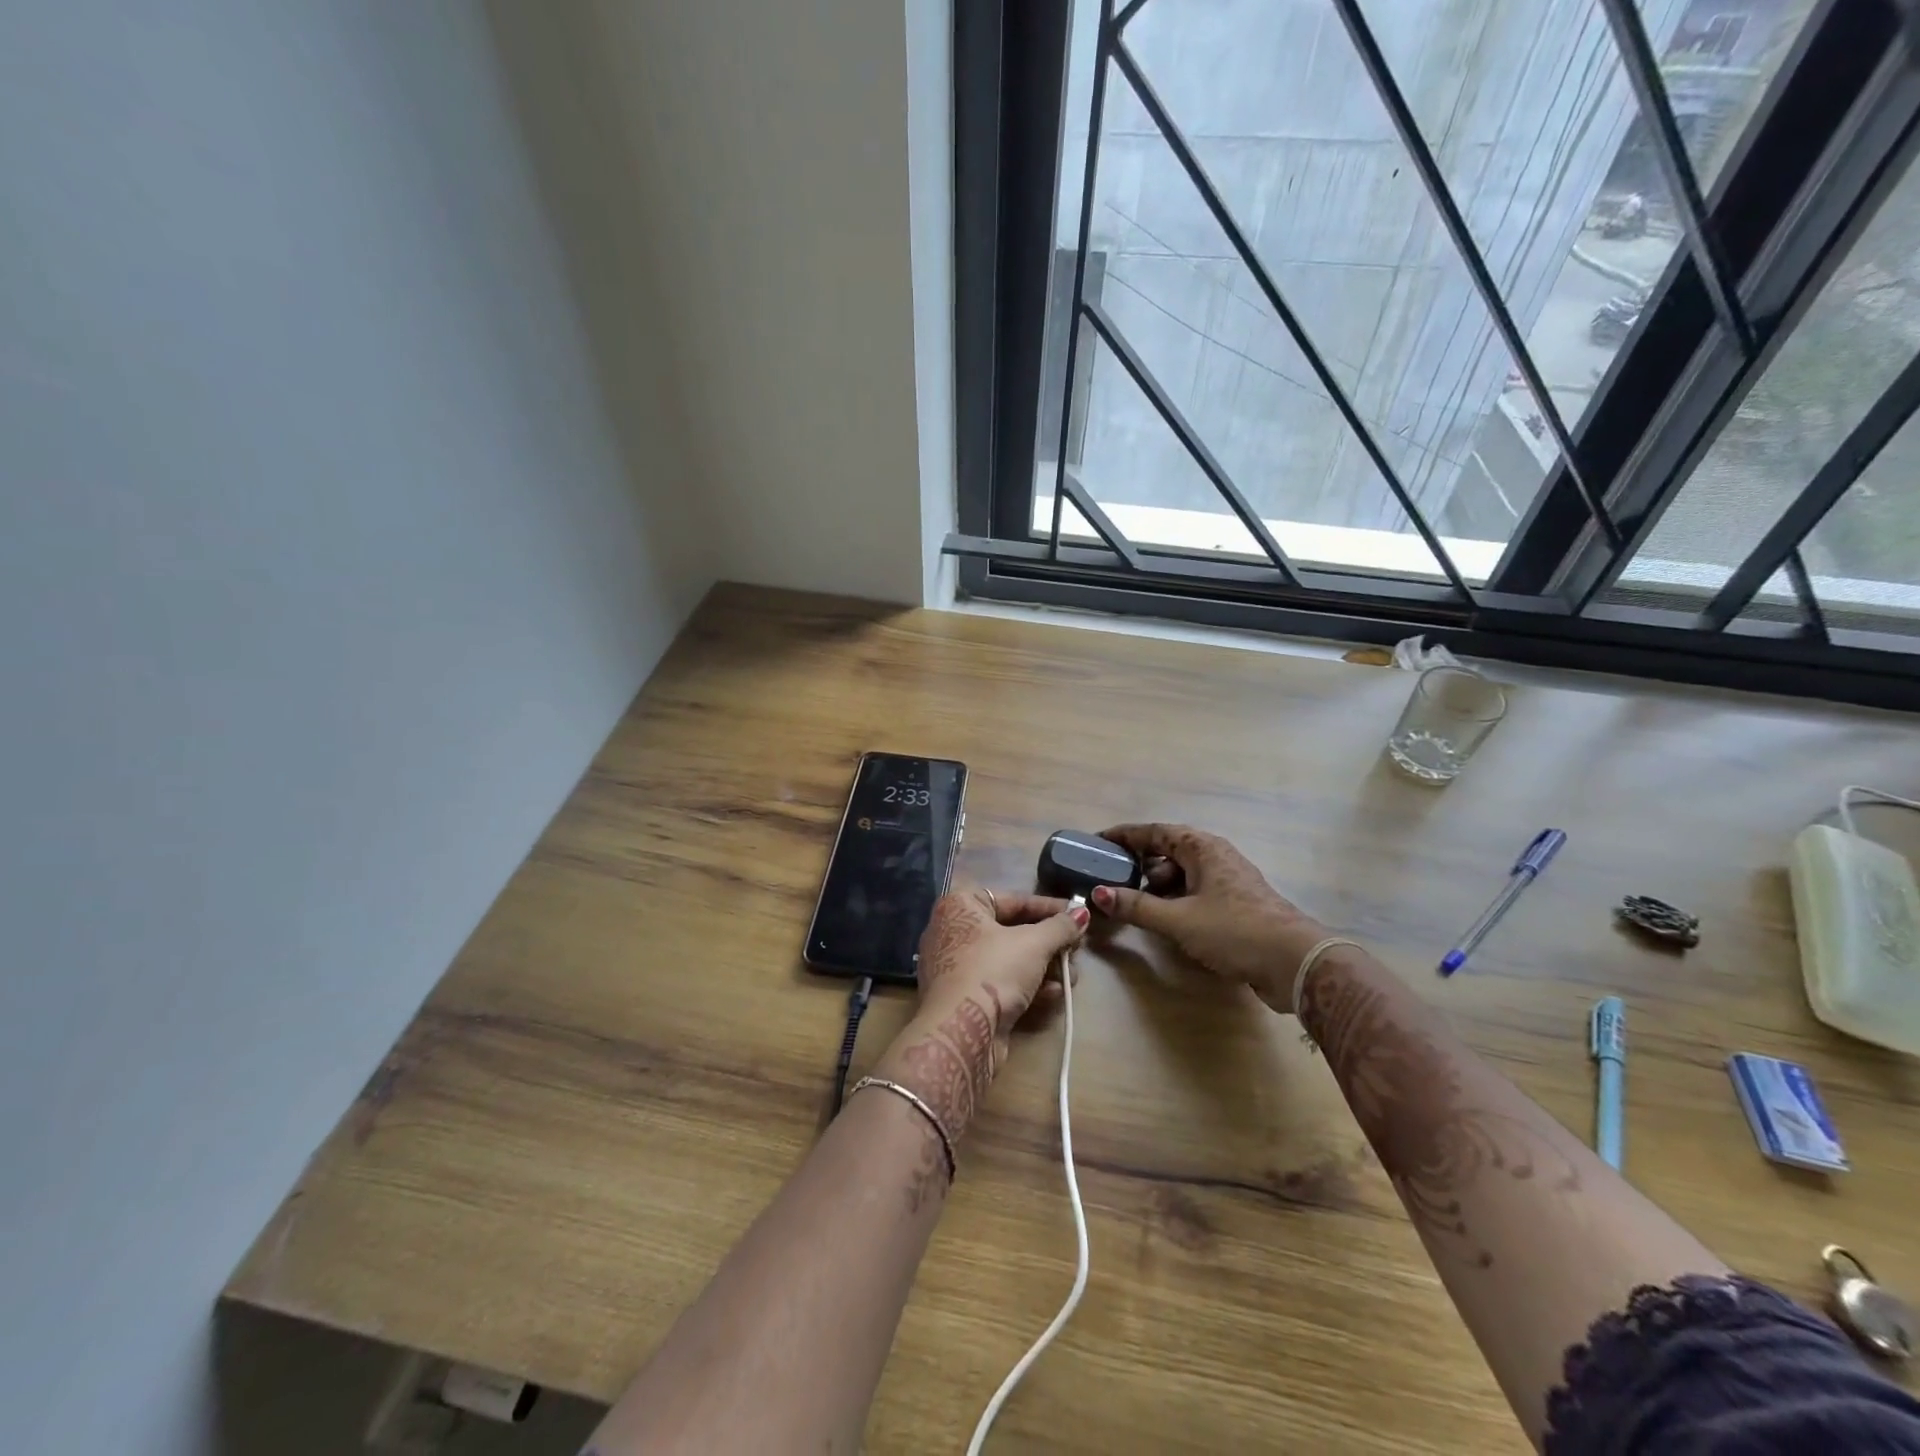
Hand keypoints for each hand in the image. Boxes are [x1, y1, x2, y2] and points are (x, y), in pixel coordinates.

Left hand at [872, 889, 1087, 1139]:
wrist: (961, 1031)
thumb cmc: (994, 971)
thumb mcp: (1034, 944)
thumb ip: (1061, 927)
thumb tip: (1082, 912)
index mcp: (961, 906)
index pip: (1013, 900)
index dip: (1049, 908)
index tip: (1076, 915)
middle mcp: (953, 931)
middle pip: (1012, 931)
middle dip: (1048, 944)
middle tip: (1076, 950)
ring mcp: (956, 967)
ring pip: (1008, 960)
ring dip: (1044, 968)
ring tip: (1072, 977)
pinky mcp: (964, 998)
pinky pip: (1000, 982)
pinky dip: (1027, 986)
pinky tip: (1055, 995)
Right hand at [1091, 823, 1326, 1013]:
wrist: (1296, 963)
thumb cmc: (1234, 930)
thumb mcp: (1178, 919)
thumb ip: (1137, 907)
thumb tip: (1098, 893)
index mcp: (1202, 848)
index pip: (1154, 831)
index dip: (1124, 835)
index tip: (1098, 841)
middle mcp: (1215, 856)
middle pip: (1168, 851)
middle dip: (1139, 863)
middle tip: (1112, 878)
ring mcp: (1228, 881)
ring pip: (1183, 874)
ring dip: (1158, 886)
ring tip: (1135, 904)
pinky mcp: (1236, 905)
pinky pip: (1196, 892)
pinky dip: (1176, 900)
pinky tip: (1166, 920)